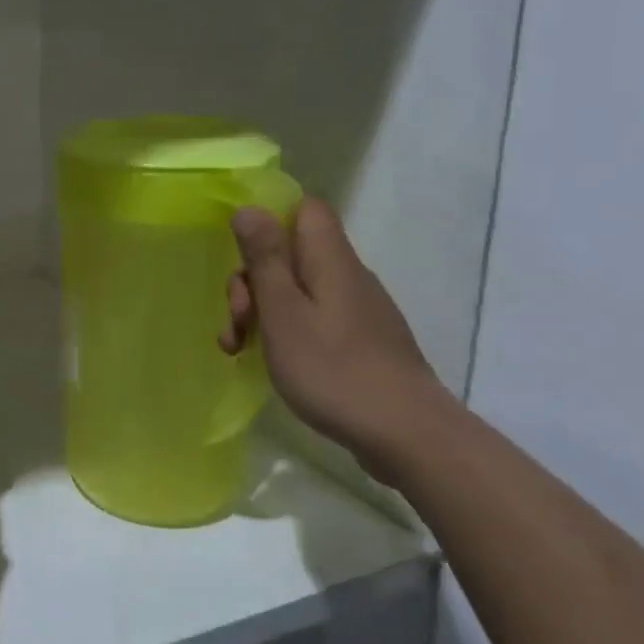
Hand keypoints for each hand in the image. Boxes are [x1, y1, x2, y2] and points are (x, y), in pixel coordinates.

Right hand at [219, 199, 446, 474]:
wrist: (406, 434)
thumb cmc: (333, 369)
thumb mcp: (283, 312)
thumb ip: (265, 259)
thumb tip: (249, 208)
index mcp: (330, 260)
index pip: (304, 209)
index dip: (269, 220)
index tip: (240, 254)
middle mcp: (347, 276)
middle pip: (291, 254)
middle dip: (252, 280)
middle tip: (237, 318)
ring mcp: (356, 311)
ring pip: (297, 290)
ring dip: (262, 311)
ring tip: (237, 348)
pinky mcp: (359, 341)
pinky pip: (312, 318)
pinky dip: (284, 332)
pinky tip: (267, 361)